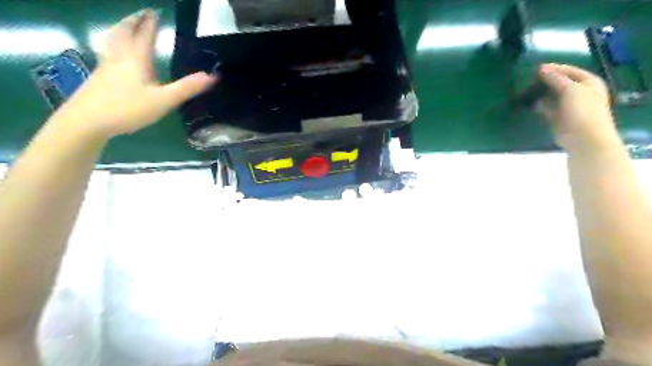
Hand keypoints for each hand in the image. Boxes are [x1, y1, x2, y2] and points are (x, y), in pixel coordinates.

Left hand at [50, 8, 216, 139]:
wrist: (87, 120)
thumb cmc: (128, 108)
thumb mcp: (164, 100)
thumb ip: (187, 88)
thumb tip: (212, 76)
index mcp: (137, 59)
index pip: (145, 35)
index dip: (151, 23)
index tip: (155, 12)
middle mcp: (120, 56)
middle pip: (125, 32)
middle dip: (135, 21)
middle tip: (142, 13)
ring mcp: (106, 65)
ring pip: (113, 39)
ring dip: (121, 28)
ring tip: (127, 25)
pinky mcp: (99, 75)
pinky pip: (107, 50)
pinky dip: (113, 43)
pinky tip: (113, 51)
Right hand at [538, 62, 623, 152]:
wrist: (584, 138)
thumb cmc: (582, 110)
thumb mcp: (571, 89)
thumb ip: (556, 79)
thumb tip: (542, 69)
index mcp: (589, 83)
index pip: (570, 71)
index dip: (555, 68)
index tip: (537, 68)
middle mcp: (580, 92)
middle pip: (561, 83)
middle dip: (547, 81)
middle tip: (530, 79)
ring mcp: (569, 106)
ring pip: (553, 96)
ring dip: (542, 93)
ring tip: (528, 90)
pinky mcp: (559, 118)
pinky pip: (547, 108)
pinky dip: (540, 106)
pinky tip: (530, 103)